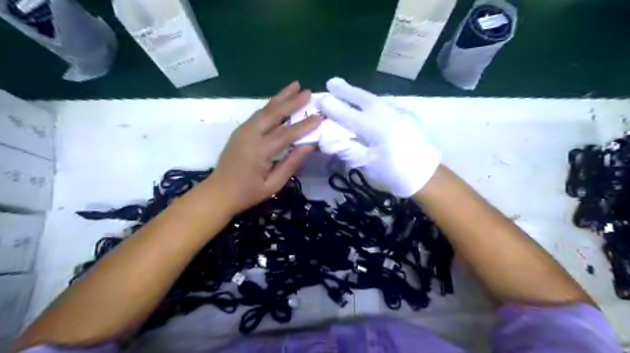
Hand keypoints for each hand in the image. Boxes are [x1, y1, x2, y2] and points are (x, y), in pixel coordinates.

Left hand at [209, 82, 321, 213]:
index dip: (304, 125)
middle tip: (308, 92)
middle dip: (292, 101)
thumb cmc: (248, 193)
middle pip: (274, 113)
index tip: (319, 117)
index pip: (286, 133)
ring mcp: (243, 130)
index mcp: (259, 151)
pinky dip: (270, 105)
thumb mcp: (273, 185)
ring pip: (264, 109)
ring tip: (295, 86)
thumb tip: (308, 146)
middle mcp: (250, 135)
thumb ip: (291, 164)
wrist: (218, 192)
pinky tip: (279, 101)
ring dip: (280, 97)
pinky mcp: (240, 130)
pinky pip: (258, 114)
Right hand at [318, 77, 438, 196]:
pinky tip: (369, 105)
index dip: (332, 107)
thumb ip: (346, 149)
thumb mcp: (367, 164)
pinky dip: (372, 102)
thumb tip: (324, 140)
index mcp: (375, 127)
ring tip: (347, 91)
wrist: (426, 175)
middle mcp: (387, 114)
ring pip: (375, 99)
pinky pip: (385, 104)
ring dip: (359, 94)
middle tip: (332, 81)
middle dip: (346, 90)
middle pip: (362, 98)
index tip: (320, 99)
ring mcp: (399, 112)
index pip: (348, 114)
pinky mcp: (407, 116)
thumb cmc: (393, 173)